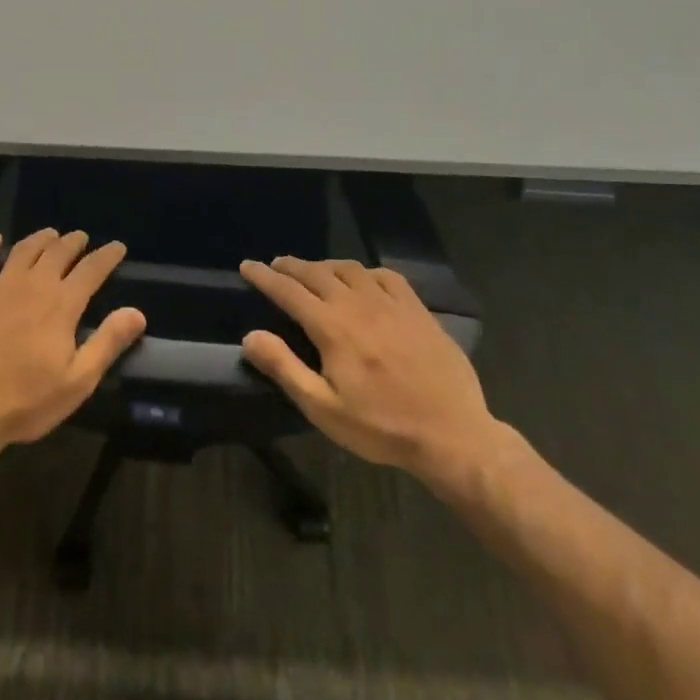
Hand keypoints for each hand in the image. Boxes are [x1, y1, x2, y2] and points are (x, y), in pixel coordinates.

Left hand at [0, 228, 146, 460]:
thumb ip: (107, 342)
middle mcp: (33, 284)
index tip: (117, 247)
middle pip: (58, 252)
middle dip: (74, 242)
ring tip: (50, 234)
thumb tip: (137, 313)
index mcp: (62, 304)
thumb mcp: (77, 381)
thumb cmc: (25, 401)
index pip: (92, 270)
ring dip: (41, 238)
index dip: (107, 256)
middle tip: (82, 238)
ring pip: (24, 249)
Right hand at [240, 257, 497, 488]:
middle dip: (291, 266)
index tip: (247, 265)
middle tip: (275, 265)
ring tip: (314, 271)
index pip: (288, 291)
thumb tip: (250, 336)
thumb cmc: (381, 427)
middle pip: (317, 272)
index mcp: (331, 327)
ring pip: (350, 269)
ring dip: (325, 265)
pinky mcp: (417, 310)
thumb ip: (284, 368)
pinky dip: (365, 272)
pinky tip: (364, 280)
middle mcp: (358, 304)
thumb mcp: (324, 408)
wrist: (452, 434)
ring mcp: (391, 304)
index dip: (264, 276)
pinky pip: (386, 277)